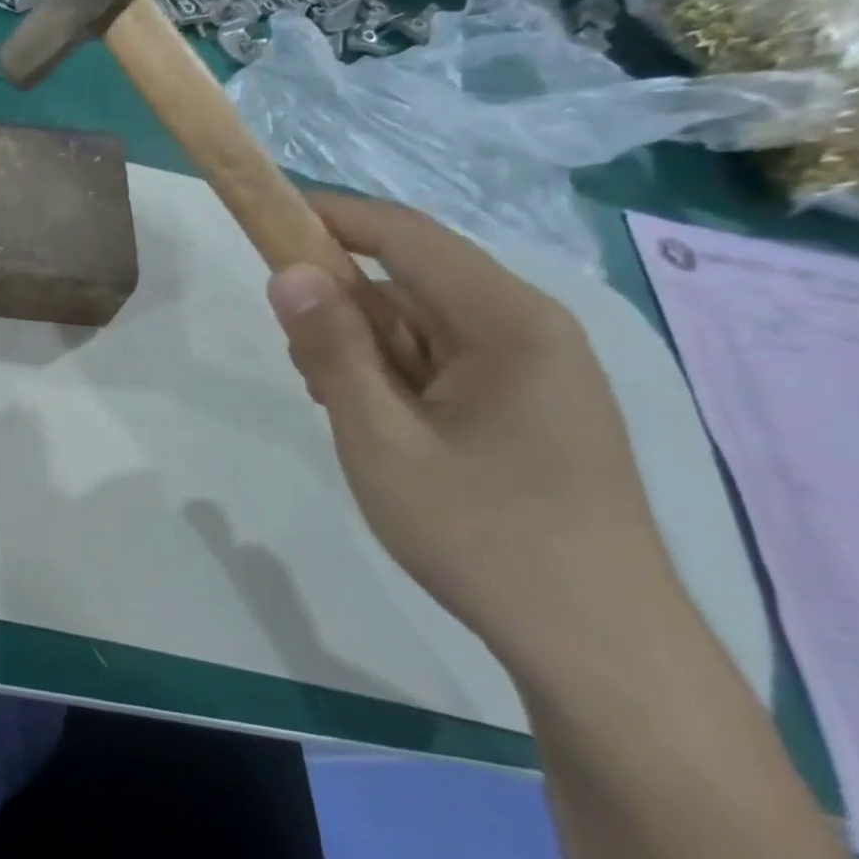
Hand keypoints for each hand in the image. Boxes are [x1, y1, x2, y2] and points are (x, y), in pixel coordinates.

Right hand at [265, 193, 683, 669]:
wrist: (591, 641)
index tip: (267, 217)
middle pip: (414, 283)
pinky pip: (442, 365)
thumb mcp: (380, 440)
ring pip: (424, 328)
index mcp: (508, 322)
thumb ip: (332, 351)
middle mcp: (530, 331)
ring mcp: (534, 372)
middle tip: (297, 360)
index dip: (333, 218)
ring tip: (333, 404)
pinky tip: (372, 422)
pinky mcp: (527, 408)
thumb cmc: (478, 533)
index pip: (407, 237)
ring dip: (365, 350)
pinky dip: (392, 378)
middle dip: (343, 305)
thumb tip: (289, 273)